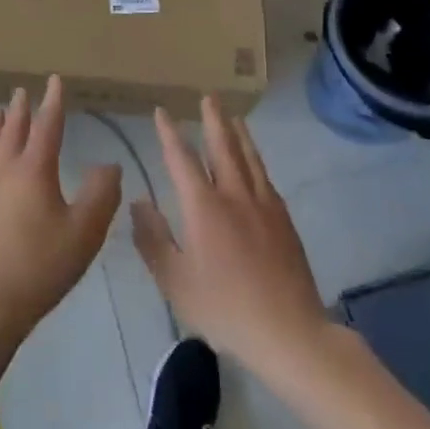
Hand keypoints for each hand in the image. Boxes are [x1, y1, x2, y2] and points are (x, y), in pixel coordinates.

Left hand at [0, 76, 121, 350]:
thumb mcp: (84, 232)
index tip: (54, 80)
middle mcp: (4, 172)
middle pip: (12, 132)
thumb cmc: (40, 266)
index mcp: (34, 171)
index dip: (53, 102)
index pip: (47, 126)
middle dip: (20, 110)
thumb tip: (109, 164)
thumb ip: (101, 195)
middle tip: (21, 91)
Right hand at [132, 97, 328, 373]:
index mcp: (204, 207)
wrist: (289, 332)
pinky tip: (255, 164)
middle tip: (208, 97)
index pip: (182, 159)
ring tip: (233, 117)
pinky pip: (266, 178)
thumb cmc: (224, 308)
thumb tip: (139, 202)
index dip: (170, 134)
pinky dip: (256, 161)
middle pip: (222, 147)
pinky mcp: (284, 221)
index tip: (162, 111)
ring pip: (249, 158)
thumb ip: (153, 239)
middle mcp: (235, 196)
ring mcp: (264, 206)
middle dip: (213, 120)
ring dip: (238, 134)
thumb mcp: (175, 281)